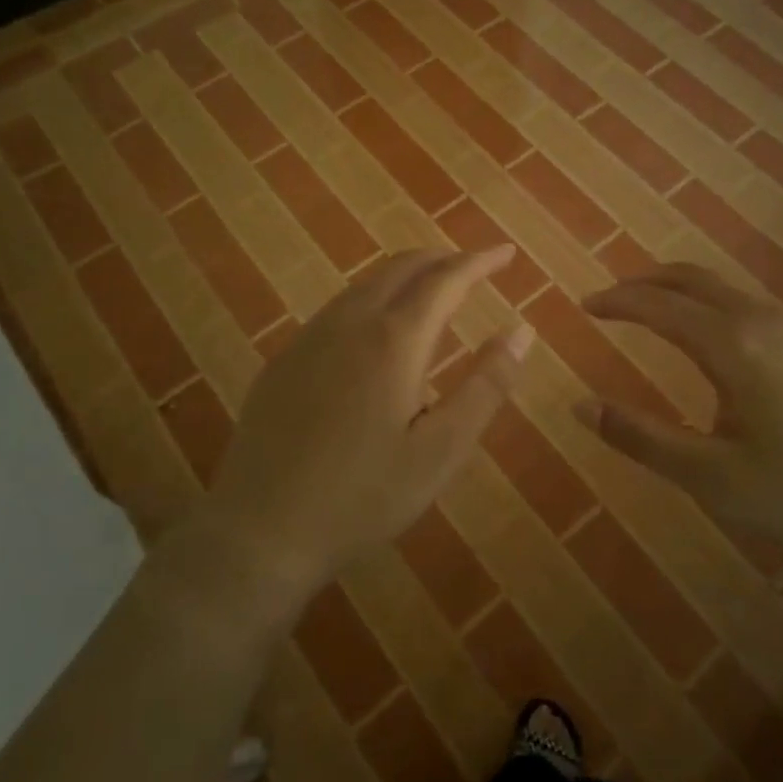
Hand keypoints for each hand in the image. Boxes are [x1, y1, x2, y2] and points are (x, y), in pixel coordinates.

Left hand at [203, 247, 532, 591]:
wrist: (261, 529)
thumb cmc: (363, 496)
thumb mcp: (441, 450)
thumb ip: (486, 386)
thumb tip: (521, 331)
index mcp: (394, 340)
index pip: (446, 279)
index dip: (480, 262)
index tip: (506, 252)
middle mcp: (350, 322)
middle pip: (402, 267)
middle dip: (443, 259)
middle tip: (474, 268)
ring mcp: (310, 337)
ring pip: (366, 283)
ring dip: (406, 275)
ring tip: (433, 291)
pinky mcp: (285, 358)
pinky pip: (339, 308)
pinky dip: (374, 298)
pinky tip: (378, 330)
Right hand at [576, 263, 782, 565]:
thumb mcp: (714, 478)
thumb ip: (643, 439)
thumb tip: (580, 404)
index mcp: (731, 345)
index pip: (658, 305)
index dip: (617, 302)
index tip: (584, 306)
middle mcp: (760, 321)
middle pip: (691, 278)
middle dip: (645, 282)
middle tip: (612, 298)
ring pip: (723, 289)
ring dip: (679, 289)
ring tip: (653, 311)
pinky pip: (747, 304)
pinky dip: (709, 303)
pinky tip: (714, 340)